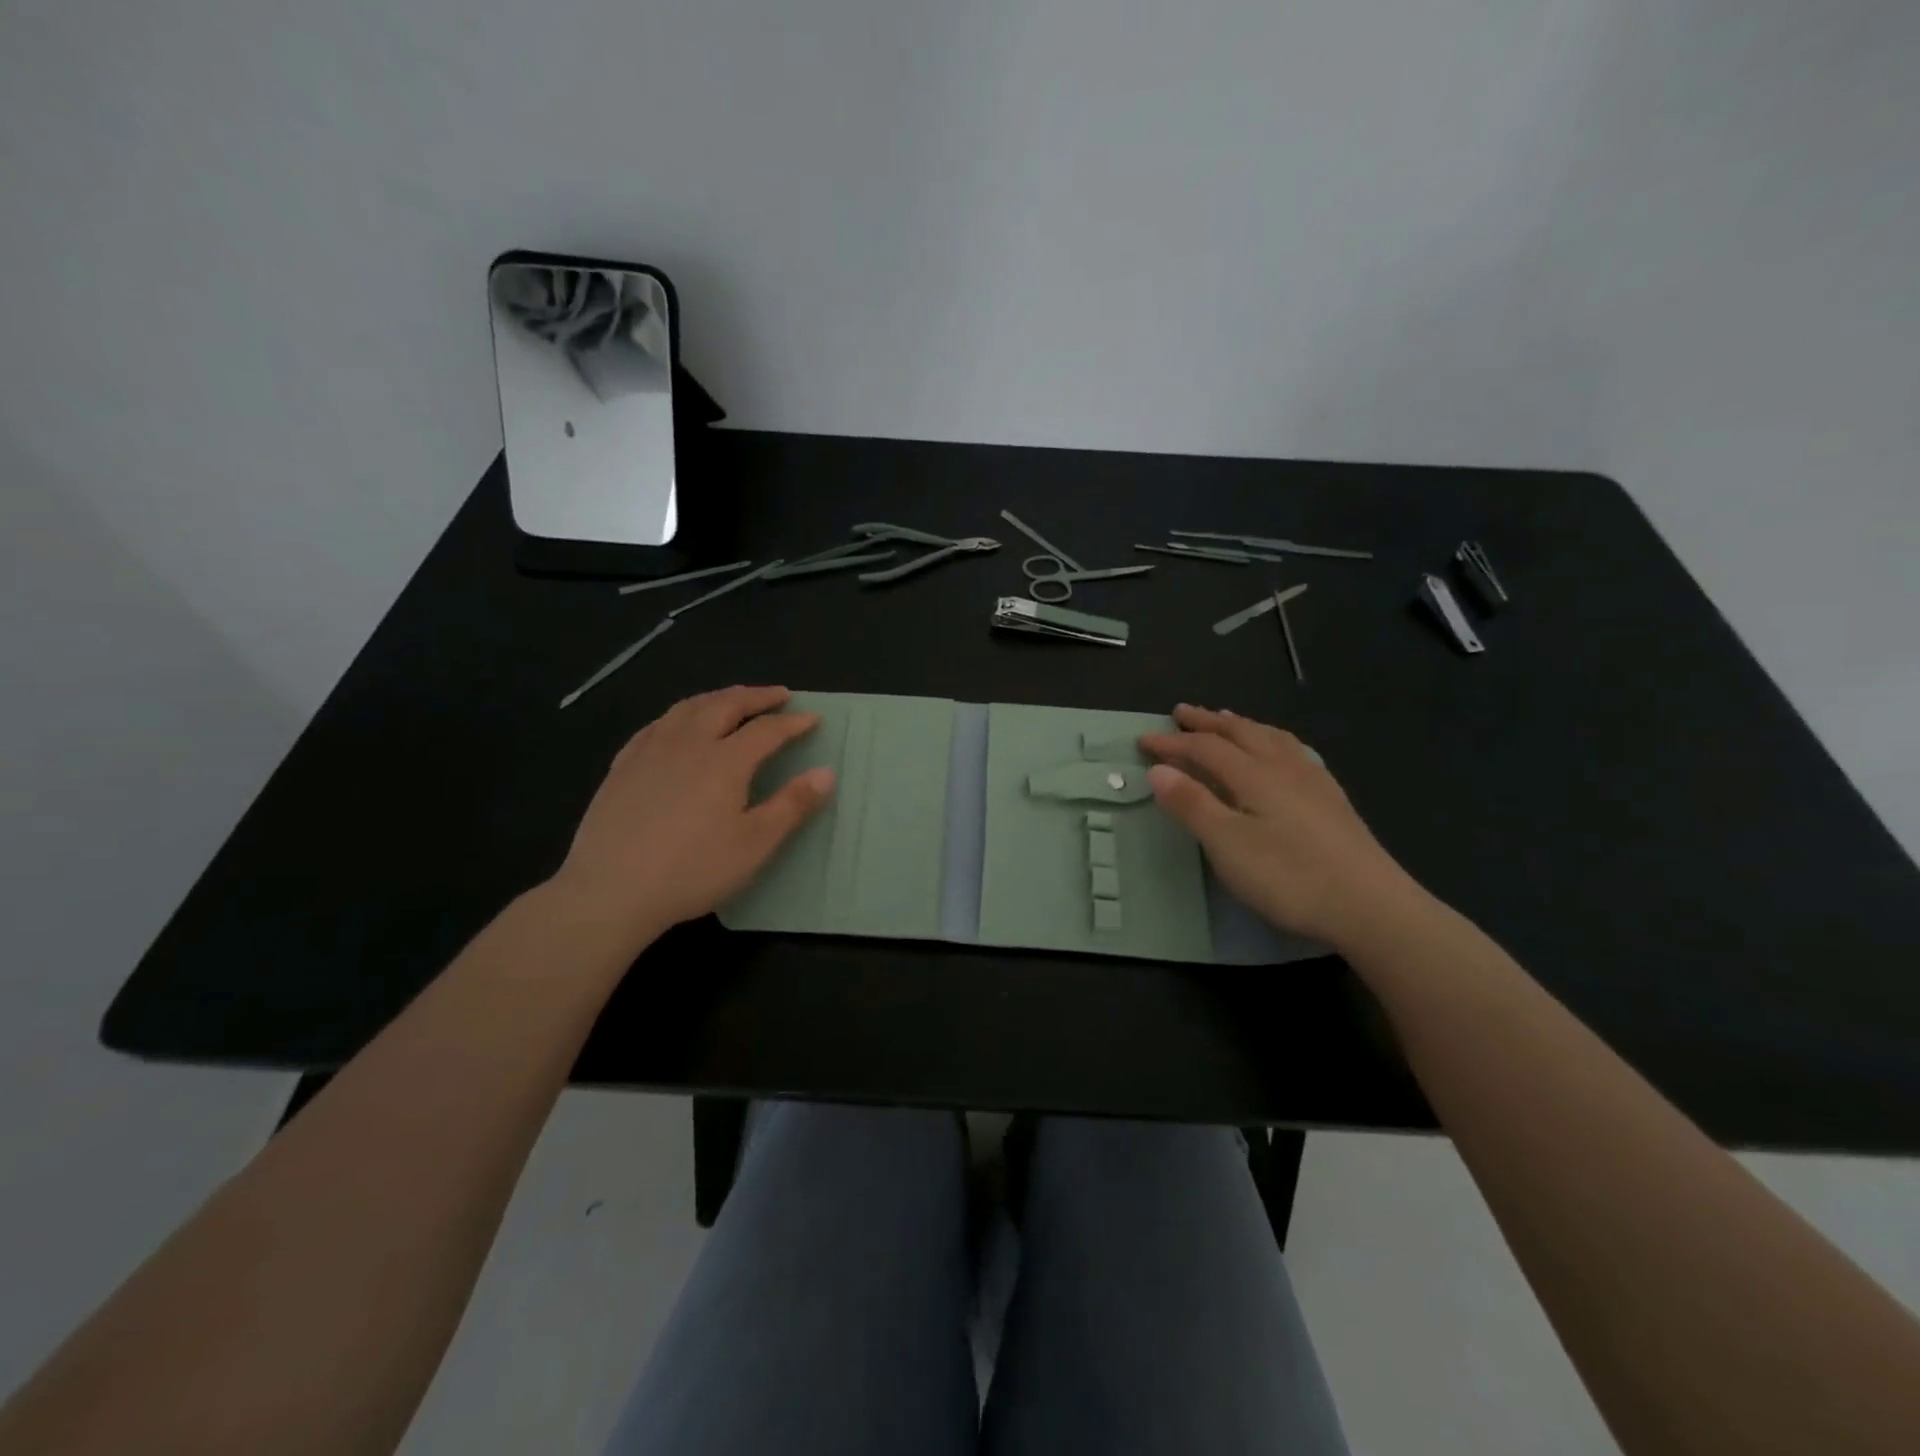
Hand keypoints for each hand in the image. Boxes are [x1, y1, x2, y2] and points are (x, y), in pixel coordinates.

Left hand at [546, 686, 833, 957]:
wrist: (610, 891)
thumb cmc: (692, 870)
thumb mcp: (754, 844)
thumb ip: (792, 805)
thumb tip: (826, 772)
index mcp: (725, 761)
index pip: (766, 730)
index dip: (793, 722)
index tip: (813, 718)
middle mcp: (688, 744)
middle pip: (726, 705)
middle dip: (756, 696)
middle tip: (778, 695)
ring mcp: (650, 751)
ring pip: (688, 708)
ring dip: (718, 698)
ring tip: (734, 699)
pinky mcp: (623, 767)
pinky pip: (656, 725)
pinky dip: (679, 715)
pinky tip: (678, 725)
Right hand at [1141, 704, 1421, 945]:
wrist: (1370, 905)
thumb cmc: (1288, 876)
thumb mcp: (1227, 844)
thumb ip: (1192, 804)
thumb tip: (1158, 769)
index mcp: (1254, 774)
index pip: (1205, 747)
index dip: (1172, 743)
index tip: (1142, 740)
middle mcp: (1283, 766)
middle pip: (1240, 732)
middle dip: (1207, 722)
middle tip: (1182, 712)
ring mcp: (1313, 780)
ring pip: (1271, 737)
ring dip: (1242, 725)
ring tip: (1226, 719)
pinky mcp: (1332, 799)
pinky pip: (1294, 751)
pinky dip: (1272, 740)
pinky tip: (1280, 751)